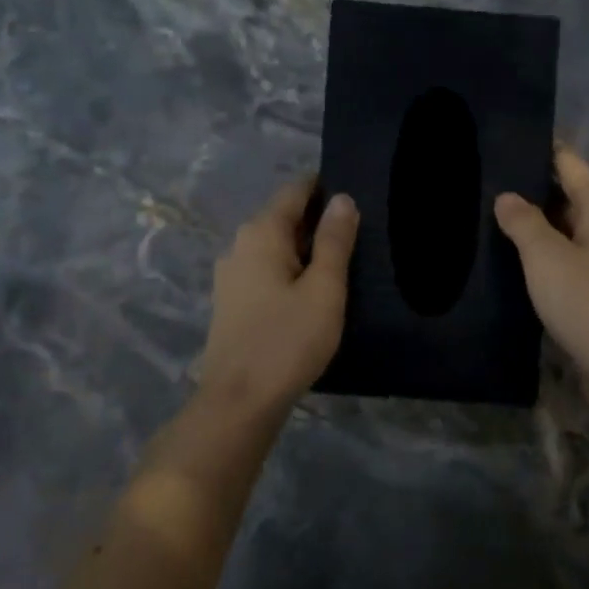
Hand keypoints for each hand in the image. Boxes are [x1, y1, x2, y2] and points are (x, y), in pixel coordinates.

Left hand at [199, 178, 358, 410]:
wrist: (240, 400)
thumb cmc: (288, 340)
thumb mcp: (324, 289)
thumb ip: (334, 241)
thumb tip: (342, 198)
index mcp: (261, 233)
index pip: (295, 191)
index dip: (324, 188)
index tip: (356, 197)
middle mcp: (239, 245)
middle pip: (283, 218)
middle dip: (317, 221)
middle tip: (358, 236)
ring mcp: (230, 275)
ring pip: (274, 248)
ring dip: (304, 250)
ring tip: (340, 265)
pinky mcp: (231, 302)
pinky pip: (266, 271)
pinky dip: (290, 272)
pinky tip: (310, 292)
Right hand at [494, 145, 588, 383]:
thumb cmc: (587, 303)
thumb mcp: (546, 257)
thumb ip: (524, 222)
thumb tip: (507, 196)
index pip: (569, 162)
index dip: (540, 148)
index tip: (504, 139)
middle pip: (568, 194)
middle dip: (531, 187)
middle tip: (485, 181)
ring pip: (566, 229)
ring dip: (535, 224)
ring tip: (490, 216)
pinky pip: (567, 258)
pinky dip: (543, 254)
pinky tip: (514, 259)